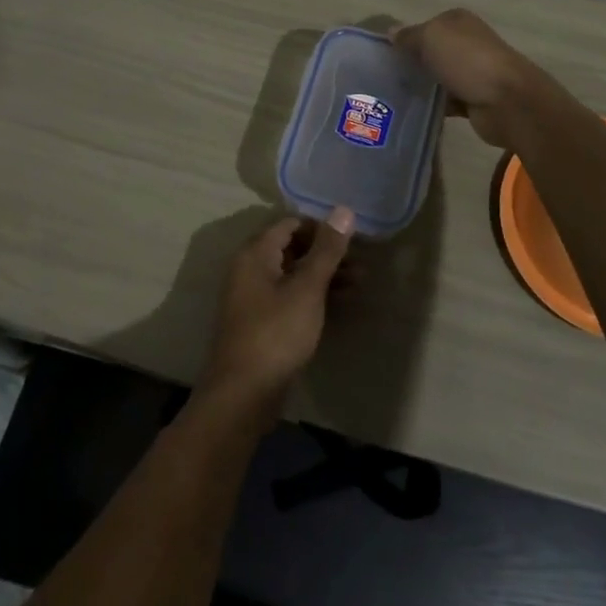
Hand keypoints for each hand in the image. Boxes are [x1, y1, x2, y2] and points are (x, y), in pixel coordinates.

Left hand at [199, 208, 354, 413]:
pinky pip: (291, 297)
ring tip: (360, 282)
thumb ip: (326, 250)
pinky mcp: (262, 323)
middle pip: (293, 248)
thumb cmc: (276, 332)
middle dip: (327, 253)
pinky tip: (341, 303)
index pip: (291, 224)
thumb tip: (343, 210)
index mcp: (255, 253)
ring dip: (324, 275)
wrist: (243, 395)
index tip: (352, 237)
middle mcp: (250, 269)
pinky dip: (314, 296)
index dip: (321, 227)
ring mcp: (254, 297)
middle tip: (361, 262)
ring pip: (294, 275)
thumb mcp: (307, 288)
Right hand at [391, 8, 542, 149]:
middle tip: (384, 78)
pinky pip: (447, 101)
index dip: (405, 39)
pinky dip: (435, 106)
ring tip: (393, 97)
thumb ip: (409, 36)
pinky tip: (414, 112)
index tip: (384, 56)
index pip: (425, 26)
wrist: (508, 102)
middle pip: (432, 52)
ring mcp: (473, 72)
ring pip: (439, 77)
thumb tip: (391, 32)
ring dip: (422, 86)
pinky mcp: (475, 99)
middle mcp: (467, 43)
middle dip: (412, 64)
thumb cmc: (467, 60)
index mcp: (458, 22)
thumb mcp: (431, 38)